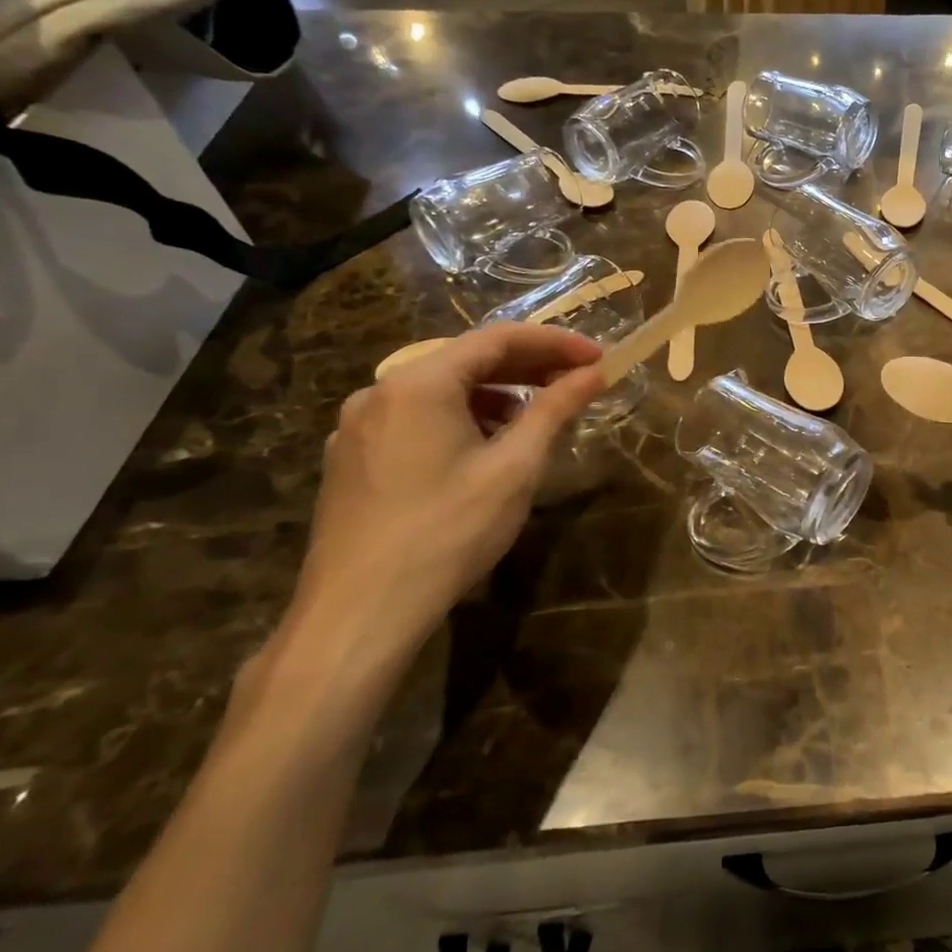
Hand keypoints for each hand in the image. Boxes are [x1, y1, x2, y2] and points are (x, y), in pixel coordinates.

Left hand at [266, 323, 603, 707]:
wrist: (360, 613)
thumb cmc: (448, 532)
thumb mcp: (515, 467)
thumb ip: (555, 409)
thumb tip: (594, 374)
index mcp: (419, 382)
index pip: (499, 339)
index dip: (556, 342)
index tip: (598, 357)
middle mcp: (380, 391)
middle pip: (467, 360)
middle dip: (528, 367)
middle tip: (579, 381)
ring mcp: (359, 425)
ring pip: (441, 390)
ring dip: (496, 394)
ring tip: (537, 416)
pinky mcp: (352, 458)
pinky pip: (417, 418)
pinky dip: (461, 418)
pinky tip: (485, 447)